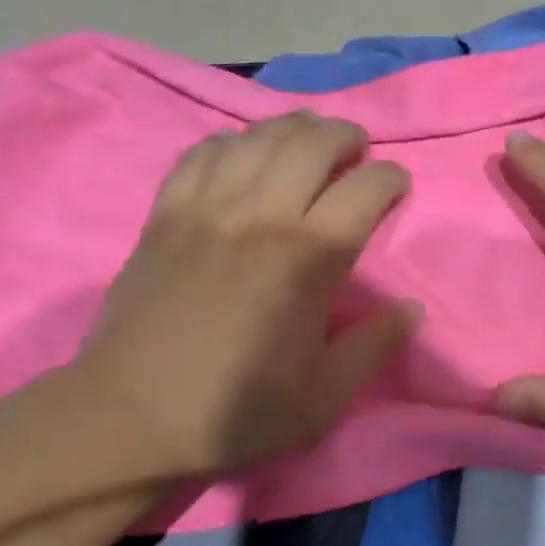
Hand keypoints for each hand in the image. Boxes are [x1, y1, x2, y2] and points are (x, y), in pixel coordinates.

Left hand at [74, 111, 417, 478]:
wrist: (132, 417)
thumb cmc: (237, 411)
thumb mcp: (324, 397)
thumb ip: (374, 346)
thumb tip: (412, 308)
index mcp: (307, 257)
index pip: (364, 188)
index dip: (390, 178)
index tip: (395, 186)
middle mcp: (260, 215)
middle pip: (312, 142)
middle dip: (345, 136)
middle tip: (355, 151)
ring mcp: (206, 208)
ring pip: (257, 136)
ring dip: (292, 128)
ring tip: (306, 140)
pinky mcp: (165, 213)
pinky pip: (202, 153)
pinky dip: (231, 143)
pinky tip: (240, 156)